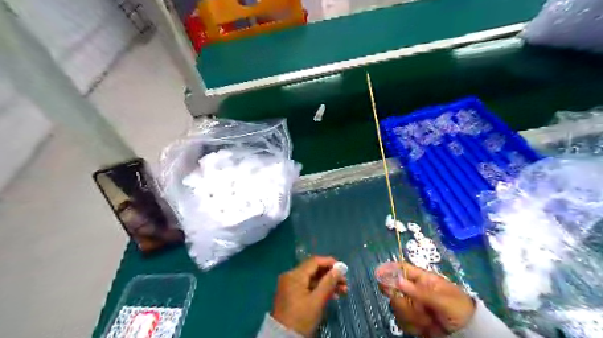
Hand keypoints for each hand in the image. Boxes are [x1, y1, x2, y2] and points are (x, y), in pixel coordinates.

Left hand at [272, 257, 350, 335]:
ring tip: (342, 291)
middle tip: (345, 283)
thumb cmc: (301, 318)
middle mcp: (290, 275)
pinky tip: (330, 295)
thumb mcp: (317, 301)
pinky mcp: (290, 293)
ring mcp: (289, 284)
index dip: (330, 263)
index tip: (343, 269)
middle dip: (330, 275)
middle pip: (313, 269)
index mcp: (295, 275)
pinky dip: (318, 288)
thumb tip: (339, 268)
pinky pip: (306, 285)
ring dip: (326, 283)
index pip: (315, 261)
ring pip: (311, 278)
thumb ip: (328, 283)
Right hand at [375, 263, 475, 336]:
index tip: (378, 274)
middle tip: (415, 308)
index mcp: (422, 280)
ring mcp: (412, 306)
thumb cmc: (459, 309)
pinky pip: (402, 321)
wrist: (469, 334)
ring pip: (397, 307)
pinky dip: (412, 326)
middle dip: (402, 301)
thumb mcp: (442, 299)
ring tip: (428, 320)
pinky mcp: (412, 320)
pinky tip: (425, 328)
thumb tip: (397, 280)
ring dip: (411, 316)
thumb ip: (419, 291)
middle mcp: (414, 291)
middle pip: (394, 289)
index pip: (402, 269)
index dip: (389, 269)